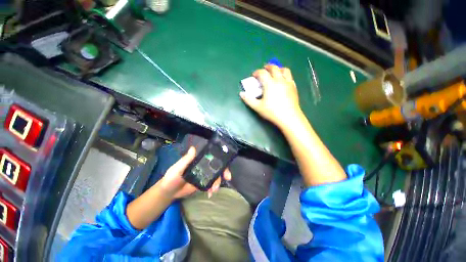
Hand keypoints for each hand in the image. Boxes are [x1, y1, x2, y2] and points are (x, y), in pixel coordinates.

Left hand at [158, 146, 231, 198]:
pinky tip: (210, 193)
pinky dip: (212, 188)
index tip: (225, 163)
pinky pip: (211, 184)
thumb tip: (193, 148)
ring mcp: (204, 175)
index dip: (220, 159)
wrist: (169, 192)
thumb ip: (186, 160)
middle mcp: (203, 166)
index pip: (211, 157)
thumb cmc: (172, 177)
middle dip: (223, 171)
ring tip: (214, 190)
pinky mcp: (203, 184)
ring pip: (215, 176)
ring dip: (217, 182)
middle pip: (216, 166)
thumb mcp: (178, 168)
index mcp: (198, 160)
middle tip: (227, 178)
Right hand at [240, 65, 302, 127]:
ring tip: (275, 72)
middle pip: (274, 68)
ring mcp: (288, 83)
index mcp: (270, 83)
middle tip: (264, 69)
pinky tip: (283, 81)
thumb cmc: (272, 112)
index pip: (262, 73)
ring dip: (278, 69)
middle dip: (268, 67)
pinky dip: (285, 75)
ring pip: (284, 70)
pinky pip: (290, 77)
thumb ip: (248, 99)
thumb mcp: (257, 107)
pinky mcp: (294, 87)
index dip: (257, 72)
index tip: (254, 75)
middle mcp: (279, 80)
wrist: (289, 117)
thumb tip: (241, 94)